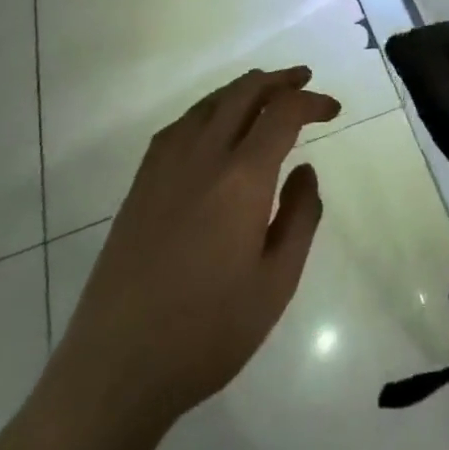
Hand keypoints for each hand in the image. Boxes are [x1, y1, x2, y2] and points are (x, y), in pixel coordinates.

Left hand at [47, 66, 340, 442]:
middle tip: (304, 79)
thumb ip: (300, 218)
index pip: (283, 114)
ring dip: (243, 90)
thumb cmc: (207, 333)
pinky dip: (207, 110)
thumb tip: (305, 171)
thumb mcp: (276, 283)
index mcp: (241, 179)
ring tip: (266, 93)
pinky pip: (179, 127)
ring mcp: (164, 169)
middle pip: (243, 94)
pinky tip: (213, 125)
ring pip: (209, 104)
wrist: (116, 370)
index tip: (332, 110)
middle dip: (279, 81)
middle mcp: (202, 158)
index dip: (312, 102)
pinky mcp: (140, 187)